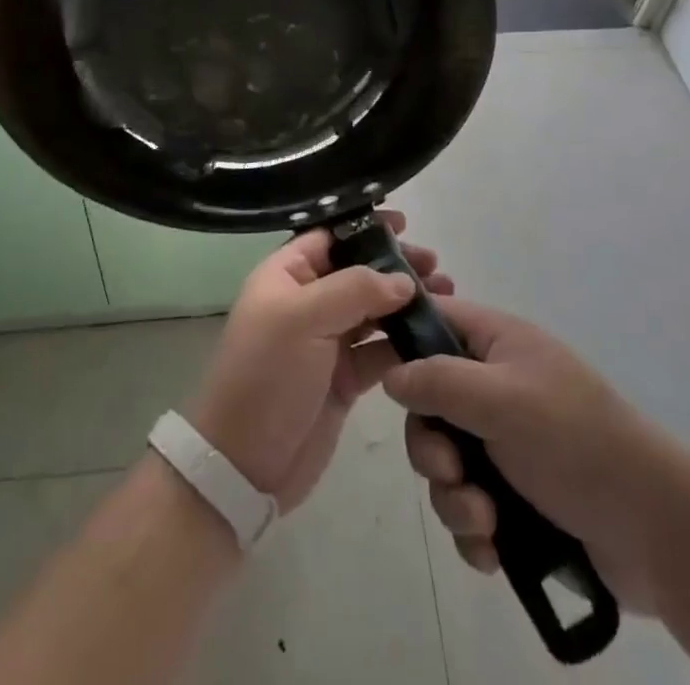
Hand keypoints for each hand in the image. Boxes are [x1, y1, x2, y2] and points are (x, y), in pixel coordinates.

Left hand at [189, 213, 451, 512]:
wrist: (244, 465)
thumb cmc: (266, 375)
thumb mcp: (303, 319)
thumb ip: (355, 290)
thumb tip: (403, 279)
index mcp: (286, 275)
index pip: (330, 236)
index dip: (365, 227)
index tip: (405, 224)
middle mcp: (307, 301)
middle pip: (358, 271)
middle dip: (395, 265)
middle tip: (435, 267)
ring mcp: (326, 341)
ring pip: (373, 309)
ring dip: (406, 302)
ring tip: (446, 297)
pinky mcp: (344, 378)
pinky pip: (379, 350)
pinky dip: (404, 342)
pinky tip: (433, 337)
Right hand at [382, 297, 667, 614]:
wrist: (656, 531)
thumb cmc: (575, 442)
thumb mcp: (502, 399)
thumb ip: (439, 381)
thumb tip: (392, 374)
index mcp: (499, 343)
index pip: (436, 319)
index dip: (403, 339)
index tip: (376, 371)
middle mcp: (498, 386)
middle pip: (430, 402)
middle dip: (431, 446)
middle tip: (451, 470)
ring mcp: (508, 442)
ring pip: (446, 461)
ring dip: (454, 497)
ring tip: (484, 521)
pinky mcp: (517, 496)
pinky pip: (469, 505)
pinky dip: (473, 530)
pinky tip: (492, 550)